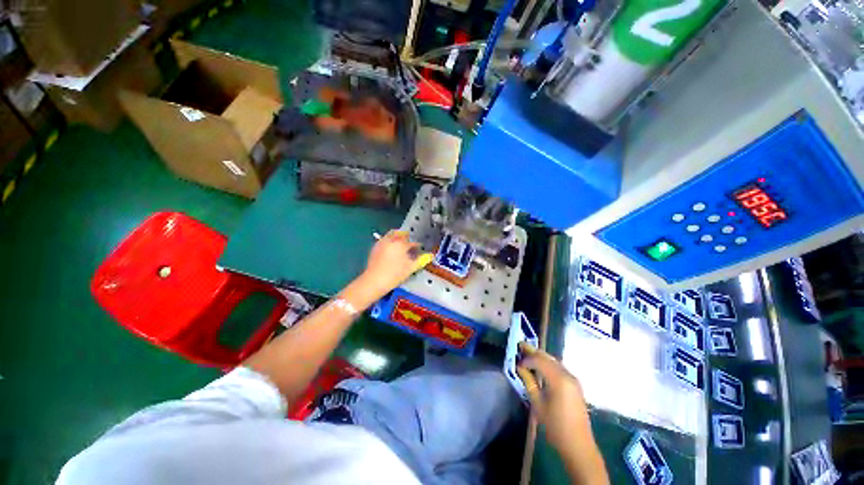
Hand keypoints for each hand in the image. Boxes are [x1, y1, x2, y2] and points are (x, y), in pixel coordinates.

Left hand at [360, 230, 432, 298]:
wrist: (374, 281)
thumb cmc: (394, 275)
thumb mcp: (410, 268)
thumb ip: (421, 260)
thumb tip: (431, 256)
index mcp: (401, 243)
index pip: (412, 243)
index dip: (417, 246)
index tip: (419, 249)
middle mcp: (391, 240)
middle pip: (400, 234)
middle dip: (406, 237)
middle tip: (410, 243)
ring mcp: (381, 243)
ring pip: (391, 235)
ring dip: (397, 237)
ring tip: (401, 245)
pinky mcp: (375, 247)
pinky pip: (384, 240)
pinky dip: (389, 241)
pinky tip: (391, 250)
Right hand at [517, 344, 608, 484]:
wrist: (578, 445)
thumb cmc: (555, 426)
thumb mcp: (538, 403)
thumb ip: (529, 382)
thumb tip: (520, 367)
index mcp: (558, 379)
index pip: (539, 360)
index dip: (526, 359)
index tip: (516, 363)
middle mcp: (567, 375)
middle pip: (548, 357)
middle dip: (533, 351)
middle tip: (520, 346)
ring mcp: (573, 379)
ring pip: (554, 361)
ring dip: (541, 357)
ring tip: (528, 354)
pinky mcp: (575, 385)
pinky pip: (559, 367)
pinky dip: (548, 364)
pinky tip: (540, 367)